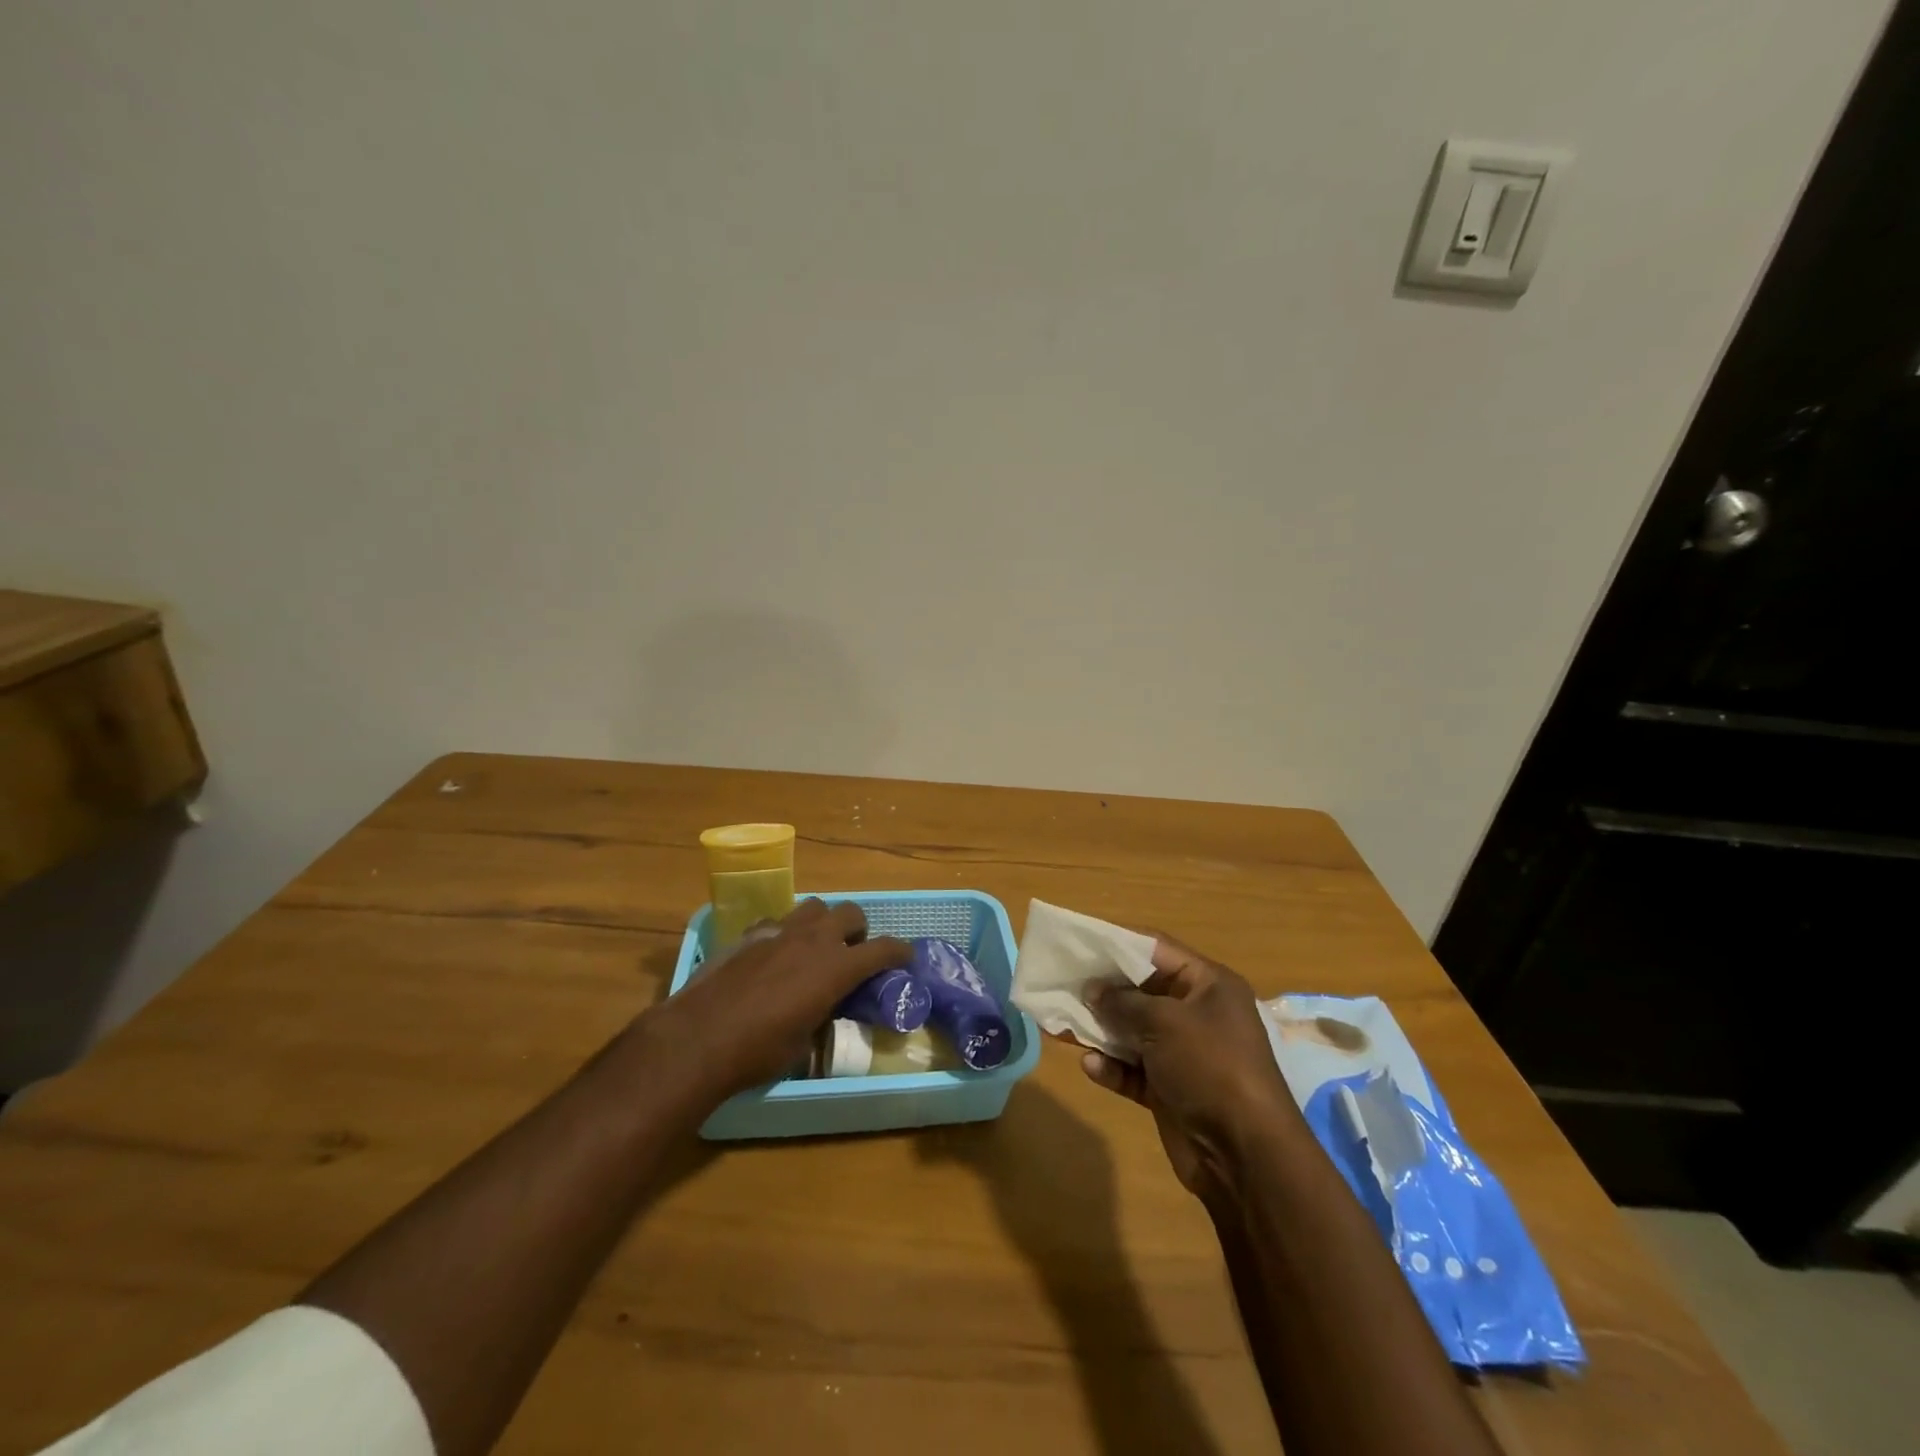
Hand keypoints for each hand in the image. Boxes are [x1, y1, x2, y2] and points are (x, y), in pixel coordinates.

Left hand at [644, 898, 910, 1099]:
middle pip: (850, 912)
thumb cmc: (758, 1051)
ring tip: (814, 947)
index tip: (905, 957)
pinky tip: (774, 954)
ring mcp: (779, 930)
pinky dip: (785, 931)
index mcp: (836, 968)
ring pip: (814, 906)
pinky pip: (778, 920)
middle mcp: (813, 939)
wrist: (698, 1038)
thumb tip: (823, 1010)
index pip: (883, 948)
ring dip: (822, 923)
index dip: (899, 951)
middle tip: (852, 952)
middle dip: (858, 929)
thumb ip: (822, 1015)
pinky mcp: (749, 933)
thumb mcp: (804, 1044)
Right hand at [1081, 936, 1299, 1202]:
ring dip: (1100, 1029)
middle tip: (1062, 982)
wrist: (1245, 1154)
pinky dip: (1112, 1067)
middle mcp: (1197, 1014)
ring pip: (1133, 1031)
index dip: (1118, 942)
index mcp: (1208, 985)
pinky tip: (1090, 1066)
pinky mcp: (1170, 1090)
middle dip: (1103, 988)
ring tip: (1060, 1022)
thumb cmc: (1210, 1066)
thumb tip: (1092, 989)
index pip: (1157, 949)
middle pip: (1141, 990)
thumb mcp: (1165, 1022)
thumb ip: (1124, 1001)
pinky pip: (1133, 1070)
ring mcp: (1183, 1054)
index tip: (1079, 941)